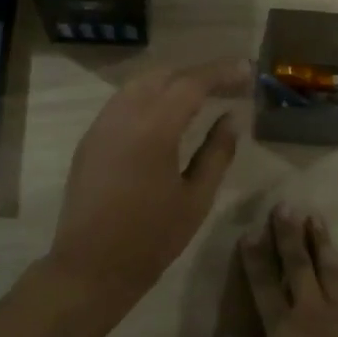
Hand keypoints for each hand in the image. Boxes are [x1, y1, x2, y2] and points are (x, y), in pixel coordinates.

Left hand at [46, 58, 251, 311]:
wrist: (91, 265)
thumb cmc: (152, 238)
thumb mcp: (196, 198)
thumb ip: (217, 152)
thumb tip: (232, 117)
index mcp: (154, 128)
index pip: (191, 83)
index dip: (222, 73)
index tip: (247, 70)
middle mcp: (123, 115)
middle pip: (164, 75)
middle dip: (197, 74)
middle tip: (229, 84)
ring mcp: (101, 124)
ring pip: (139, 84)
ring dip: (171, 81)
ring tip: (200, 95)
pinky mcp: (90, 138)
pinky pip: (122, 101)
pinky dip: (149, 96)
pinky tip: (165, 113)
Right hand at [229, 205, 337, 336]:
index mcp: (283, 330)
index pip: (263, 285)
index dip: (255, 258)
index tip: (250, 232)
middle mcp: (312, 315)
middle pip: (298, 268)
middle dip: (289, 236)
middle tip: (285, 208)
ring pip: (331, 273)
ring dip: (322, 244)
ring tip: (316, 219)